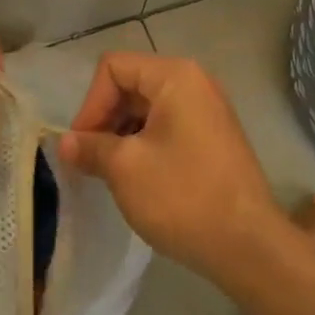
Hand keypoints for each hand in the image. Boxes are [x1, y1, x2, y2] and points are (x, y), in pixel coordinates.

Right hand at [58, 52, 280, 279]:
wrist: (249, 247)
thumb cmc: (183, 196)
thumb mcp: (125, 168)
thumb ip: (90, 147)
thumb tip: (64, 143)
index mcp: (175, 76)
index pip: (113, 68)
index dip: (91, 104)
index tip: (82, 145)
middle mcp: (195, 82)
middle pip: (131, 84)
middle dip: (105, 119)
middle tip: (91, 160)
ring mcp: (208, 110)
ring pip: (147, 108)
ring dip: (123, 134)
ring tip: (112, 172)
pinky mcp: (214, 137)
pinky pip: (168, 126)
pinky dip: (145, 144)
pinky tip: (138, 178)